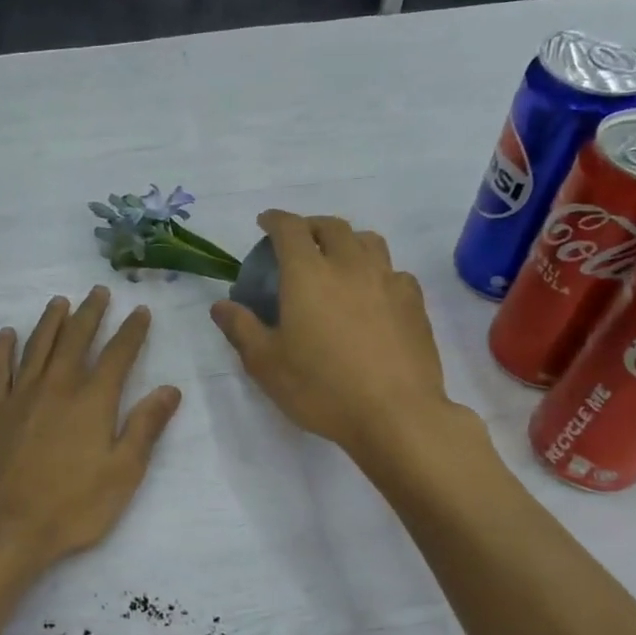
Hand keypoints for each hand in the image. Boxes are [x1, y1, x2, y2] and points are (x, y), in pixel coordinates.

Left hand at [0, 288, 182, 572]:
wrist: (5, 528)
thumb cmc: (72, 506)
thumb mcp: (123, 472)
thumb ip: (145, 427)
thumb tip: (169, 389)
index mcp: (93, 400)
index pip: (118, 355)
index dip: (131, 331)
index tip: (140, 311)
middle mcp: (57, 387)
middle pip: (75, 339)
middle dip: (90, 313)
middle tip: (98, 291)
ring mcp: (20, 396)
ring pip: (37, 346)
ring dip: (50, 321)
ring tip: (59, 302)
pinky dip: (3, 349)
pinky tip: (7, 334)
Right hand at [211, 211, 466, 458]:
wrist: (396, 414)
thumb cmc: (322, 389)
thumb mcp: (267, 365)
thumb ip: (242, 329)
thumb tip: (221, 306)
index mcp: (308, 274)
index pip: (290, 229)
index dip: (275, 220)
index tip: (265, 223)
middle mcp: (350, 266)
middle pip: (332, 227)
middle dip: (311, 226)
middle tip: (299, 242)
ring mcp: (388, 281)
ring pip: (368, 241)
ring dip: (347, 241)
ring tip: (337, 260)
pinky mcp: (414, 303)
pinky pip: (394, 271)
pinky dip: (377, 271)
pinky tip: (373, 294)